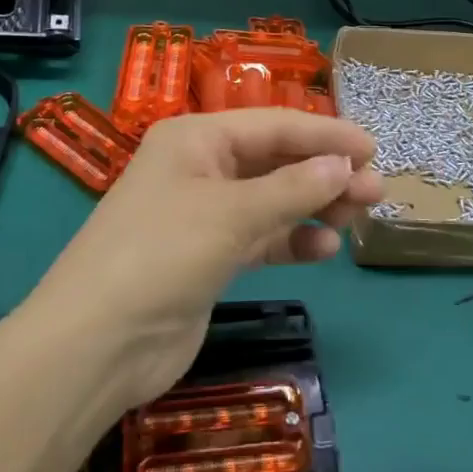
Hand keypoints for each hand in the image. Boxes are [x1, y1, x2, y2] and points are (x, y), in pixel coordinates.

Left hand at [27, 109, 383, 409]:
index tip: (372, 148)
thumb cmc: (161, 255)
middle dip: (325, 173)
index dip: (325, 134)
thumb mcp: (231, 214)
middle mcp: (200, 168)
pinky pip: (261, 237)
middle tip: (376, 190)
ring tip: (359, 217)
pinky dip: (292, 240)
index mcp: (196, 139)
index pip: (273, 125)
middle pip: (275, 161)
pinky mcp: (209, 258)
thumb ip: (292, 189)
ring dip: (314, 206)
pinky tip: (324, 248)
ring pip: (272, 200)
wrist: (96, 346)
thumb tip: (344, 166)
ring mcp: (204, 215)